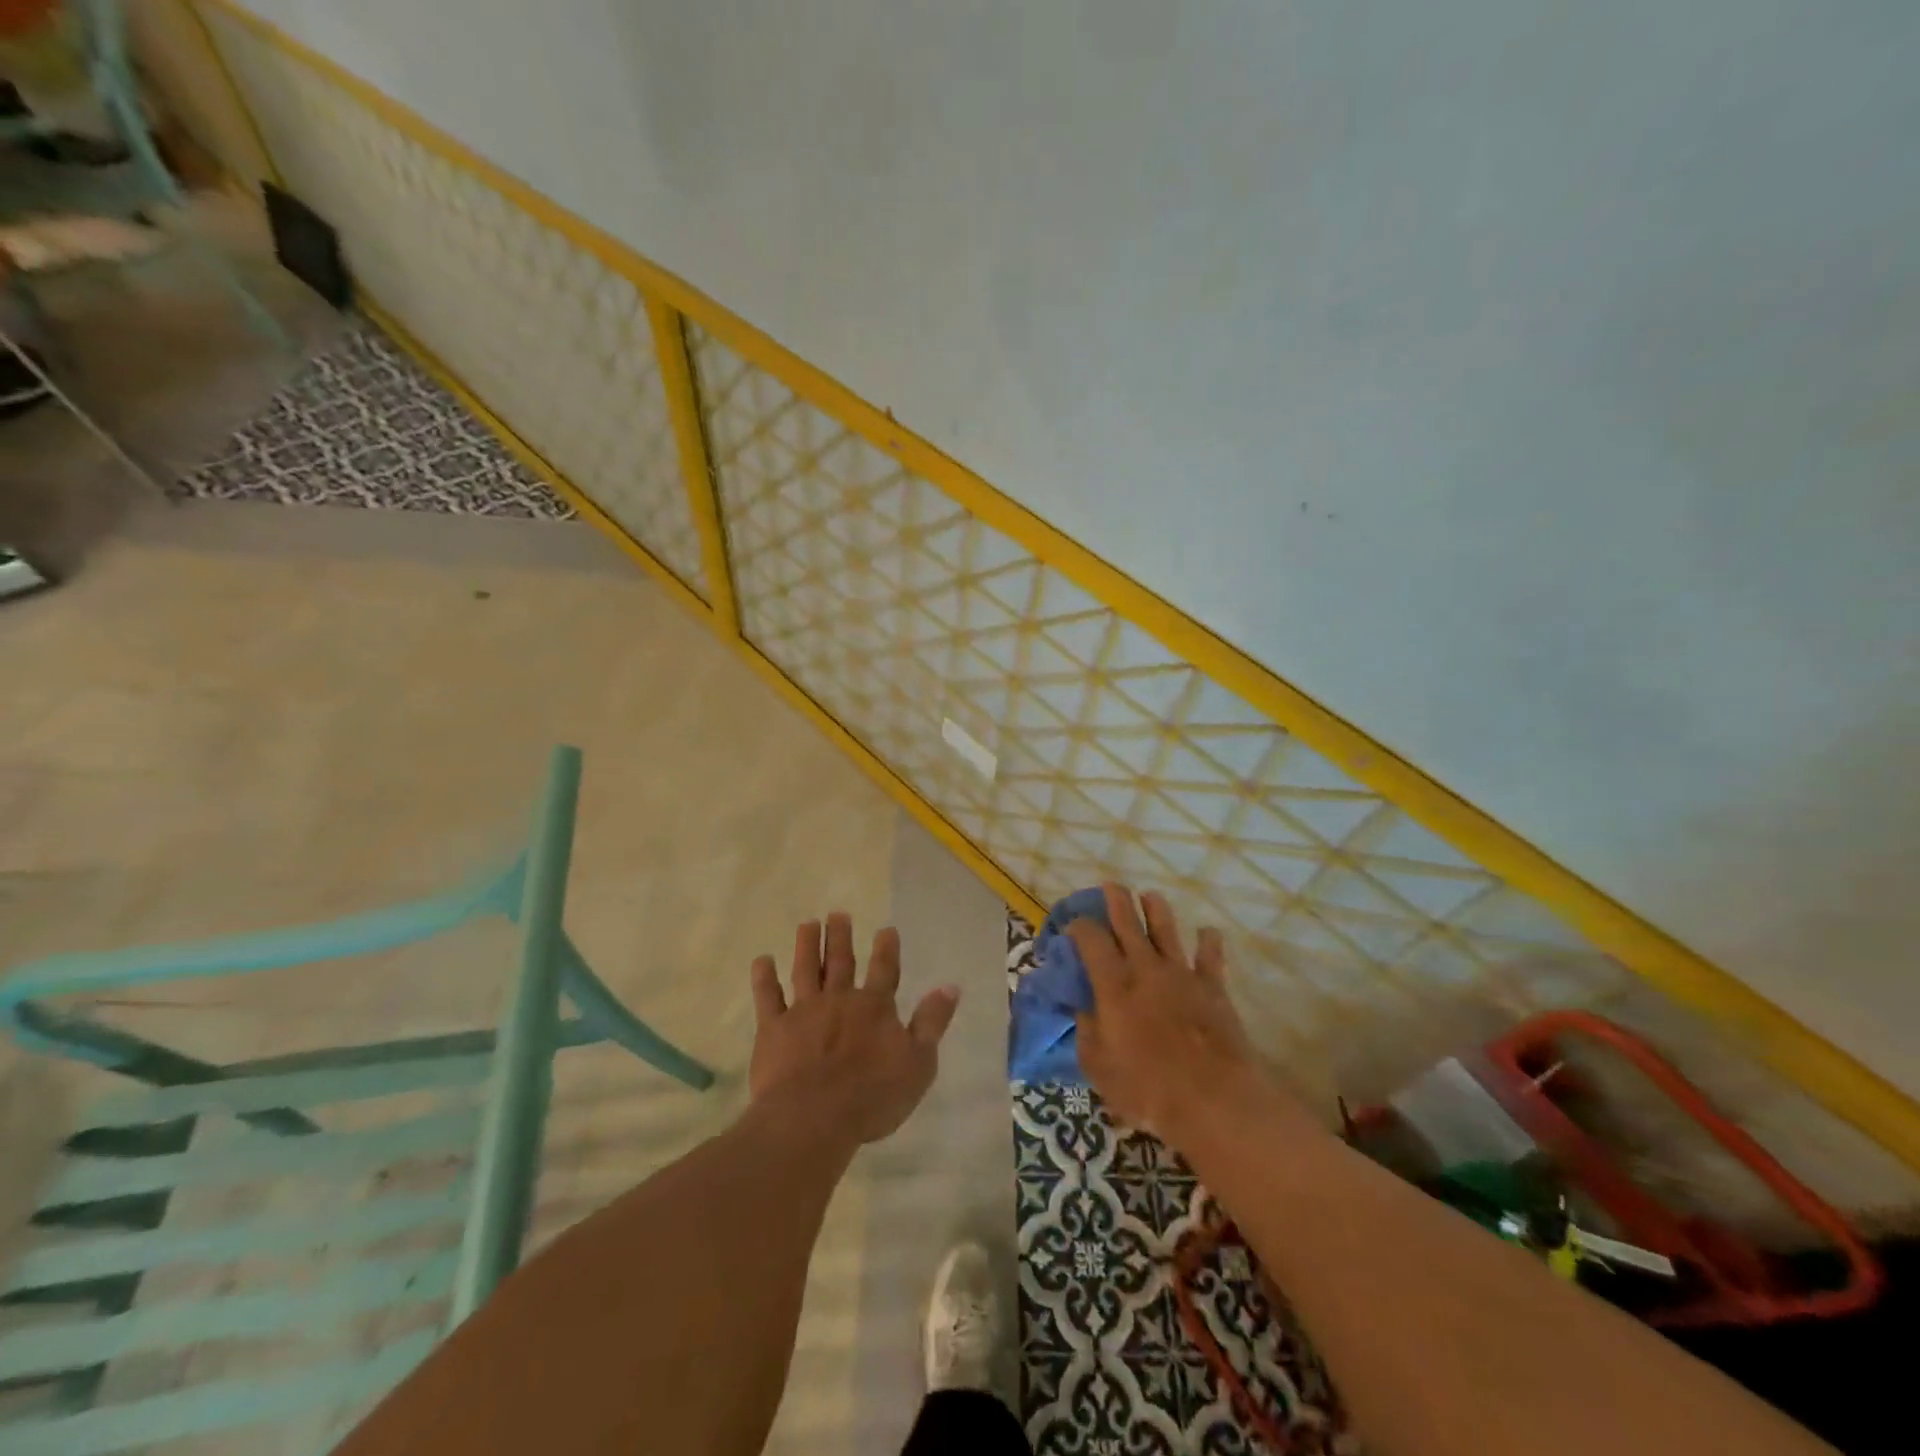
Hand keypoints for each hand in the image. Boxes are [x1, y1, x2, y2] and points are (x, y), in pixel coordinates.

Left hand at [748, 913, 959, 1147]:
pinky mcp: (774, 1029)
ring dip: (807, 945)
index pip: (885, 970)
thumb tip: (950, 986)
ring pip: (806, 970)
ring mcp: (804, 1011)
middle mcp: (839, 1000)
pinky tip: (762, 960)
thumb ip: (932, 1023)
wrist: (813, 1117)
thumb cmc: (872, 1096)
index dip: (886, 949)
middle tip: (838, 914)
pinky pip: (767, 998)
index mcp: (875, 1008)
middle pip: (841, 962)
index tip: (885, 929)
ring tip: (807, 924)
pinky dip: (764, 978)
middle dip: (841, 937)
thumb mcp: (919, 1063)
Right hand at [1071, 884, 1292, 1148]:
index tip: (1072, 926)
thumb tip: (1082, 1008)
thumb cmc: (1147, 1088)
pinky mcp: (1212, 987)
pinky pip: (1210, 956)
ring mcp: (1181, 974)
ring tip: (1150, 896)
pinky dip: (1208, 942)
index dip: (1079, 926)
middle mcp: (1145, 967)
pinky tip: (1207, 932)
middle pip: (1128, 921)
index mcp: (1113, 983)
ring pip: (1166, 928)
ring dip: (1156, 909)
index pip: (1091, 939)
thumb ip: (1086, 1031)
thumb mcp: (1098, 1067)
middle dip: (1116, 900)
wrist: (1214, 1100)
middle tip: (1110, 886)